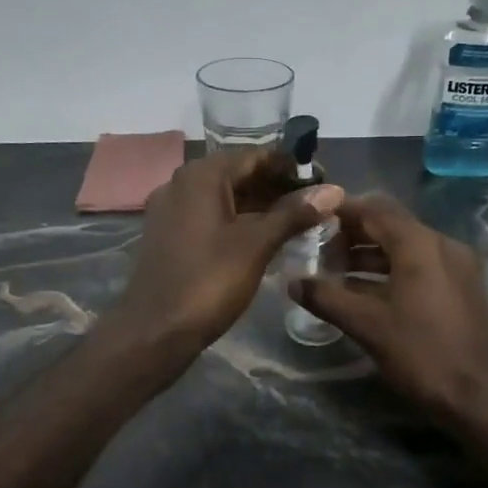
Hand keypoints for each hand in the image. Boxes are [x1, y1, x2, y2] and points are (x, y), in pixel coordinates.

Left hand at [105, 149, 343, 359]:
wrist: (155, 330)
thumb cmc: (209, 281)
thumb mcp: (257, 245)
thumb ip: (294, 214)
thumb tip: (333, 190)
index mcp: (201, 176)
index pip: (255, 156)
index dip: (291, 167)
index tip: (324, 182)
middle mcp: (181, 183)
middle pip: (238, 174)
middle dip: (277, 187)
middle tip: (315, 205)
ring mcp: (171, 211)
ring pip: (224, 198)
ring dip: (259, 206)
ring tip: (298, 222)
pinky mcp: (168, 236)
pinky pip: (210, 217)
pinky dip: (238, 221)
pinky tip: (264, 238)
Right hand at [288, 194, 487, 420]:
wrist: (477, 395)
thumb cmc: (420, 353)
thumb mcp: (367, 325)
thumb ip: (327, 298)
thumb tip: (293, 282)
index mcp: (420, 245)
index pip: (375, 210)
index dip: (342, 211)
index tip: (312, 218)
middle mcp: (442, 245)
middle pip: (391, 225)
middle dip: (354, 234)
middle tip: (319, 247)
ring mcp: (456, 266)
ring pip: (405, 247)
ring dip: (371, 254)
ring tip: (335, 270)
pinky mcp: (461, 287)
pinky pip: (420, 265)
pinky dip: (391, 270)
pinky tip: (365, 291)